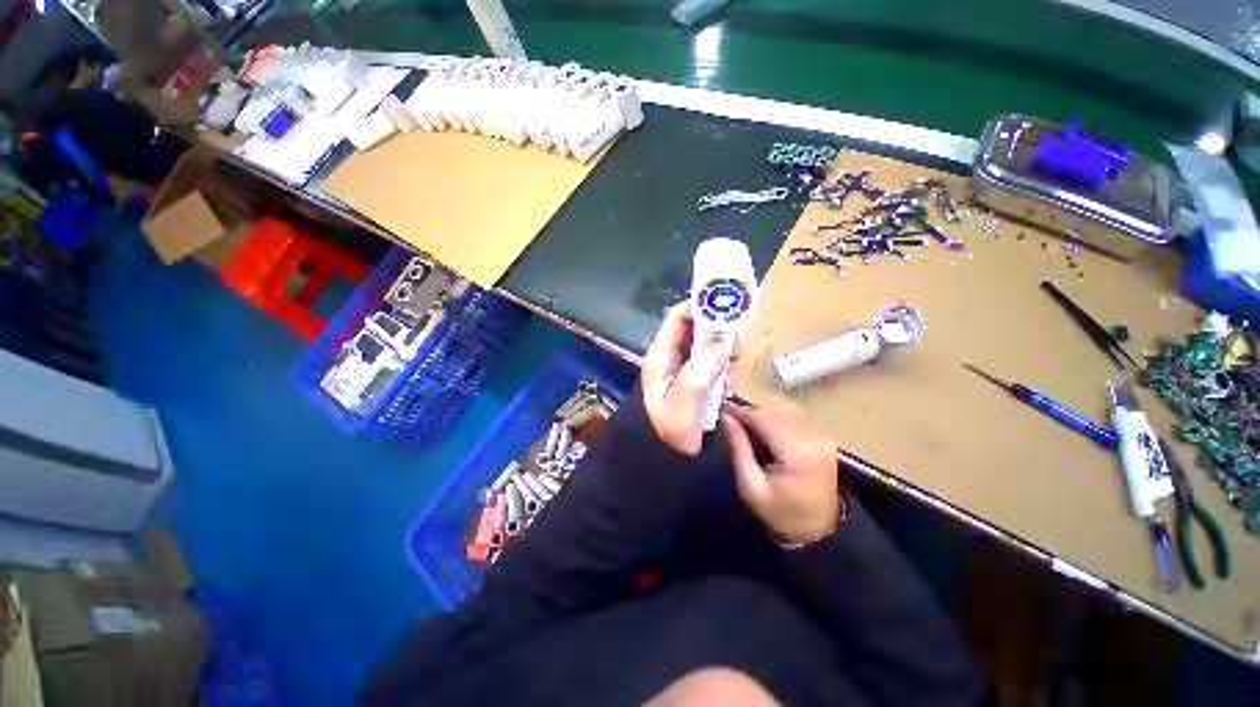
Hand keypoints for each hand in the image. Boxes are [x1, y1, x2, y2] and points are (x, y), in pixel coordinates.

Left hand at [642, 302, 729, 454]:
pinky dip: (721, 361)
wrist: (669, 464)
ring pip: (702, 342)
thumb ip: (698, 374)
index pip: (676, 319)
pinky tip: (728, 376)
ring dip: (720, 346)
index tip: (727, 310)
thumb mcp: (684, 408)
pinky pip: (708, 359)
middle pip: (691, 327)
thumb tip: (720, 340)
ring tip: (733, 362)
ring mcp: (679, 368)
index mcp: (660, 359)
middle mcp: (668, 358)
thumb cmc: (673, 438)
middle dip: (715, 328)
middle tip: (736, 341)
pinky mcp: (691, 379)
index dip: (699, 308)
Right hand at [722, 405, 840, 544]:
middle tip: (728, 421)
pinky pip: (793, 422)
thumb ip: (738, 448)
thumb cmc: (779, 513)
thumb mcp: (750, 486)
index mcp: (797, 452)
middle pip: (774, 414)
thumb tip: (726, 418)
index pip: (764, 419)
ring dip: (761, 419)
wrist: (819, 534)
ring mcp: (822, 438)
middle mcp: (814, 438)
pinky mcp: (824, 440)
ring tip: (743, 428)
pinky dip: (774, 424)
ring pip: (782, 415)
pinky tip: (763, 435)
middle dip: (749, 415)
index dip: (741, 411)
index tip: (721, 410)